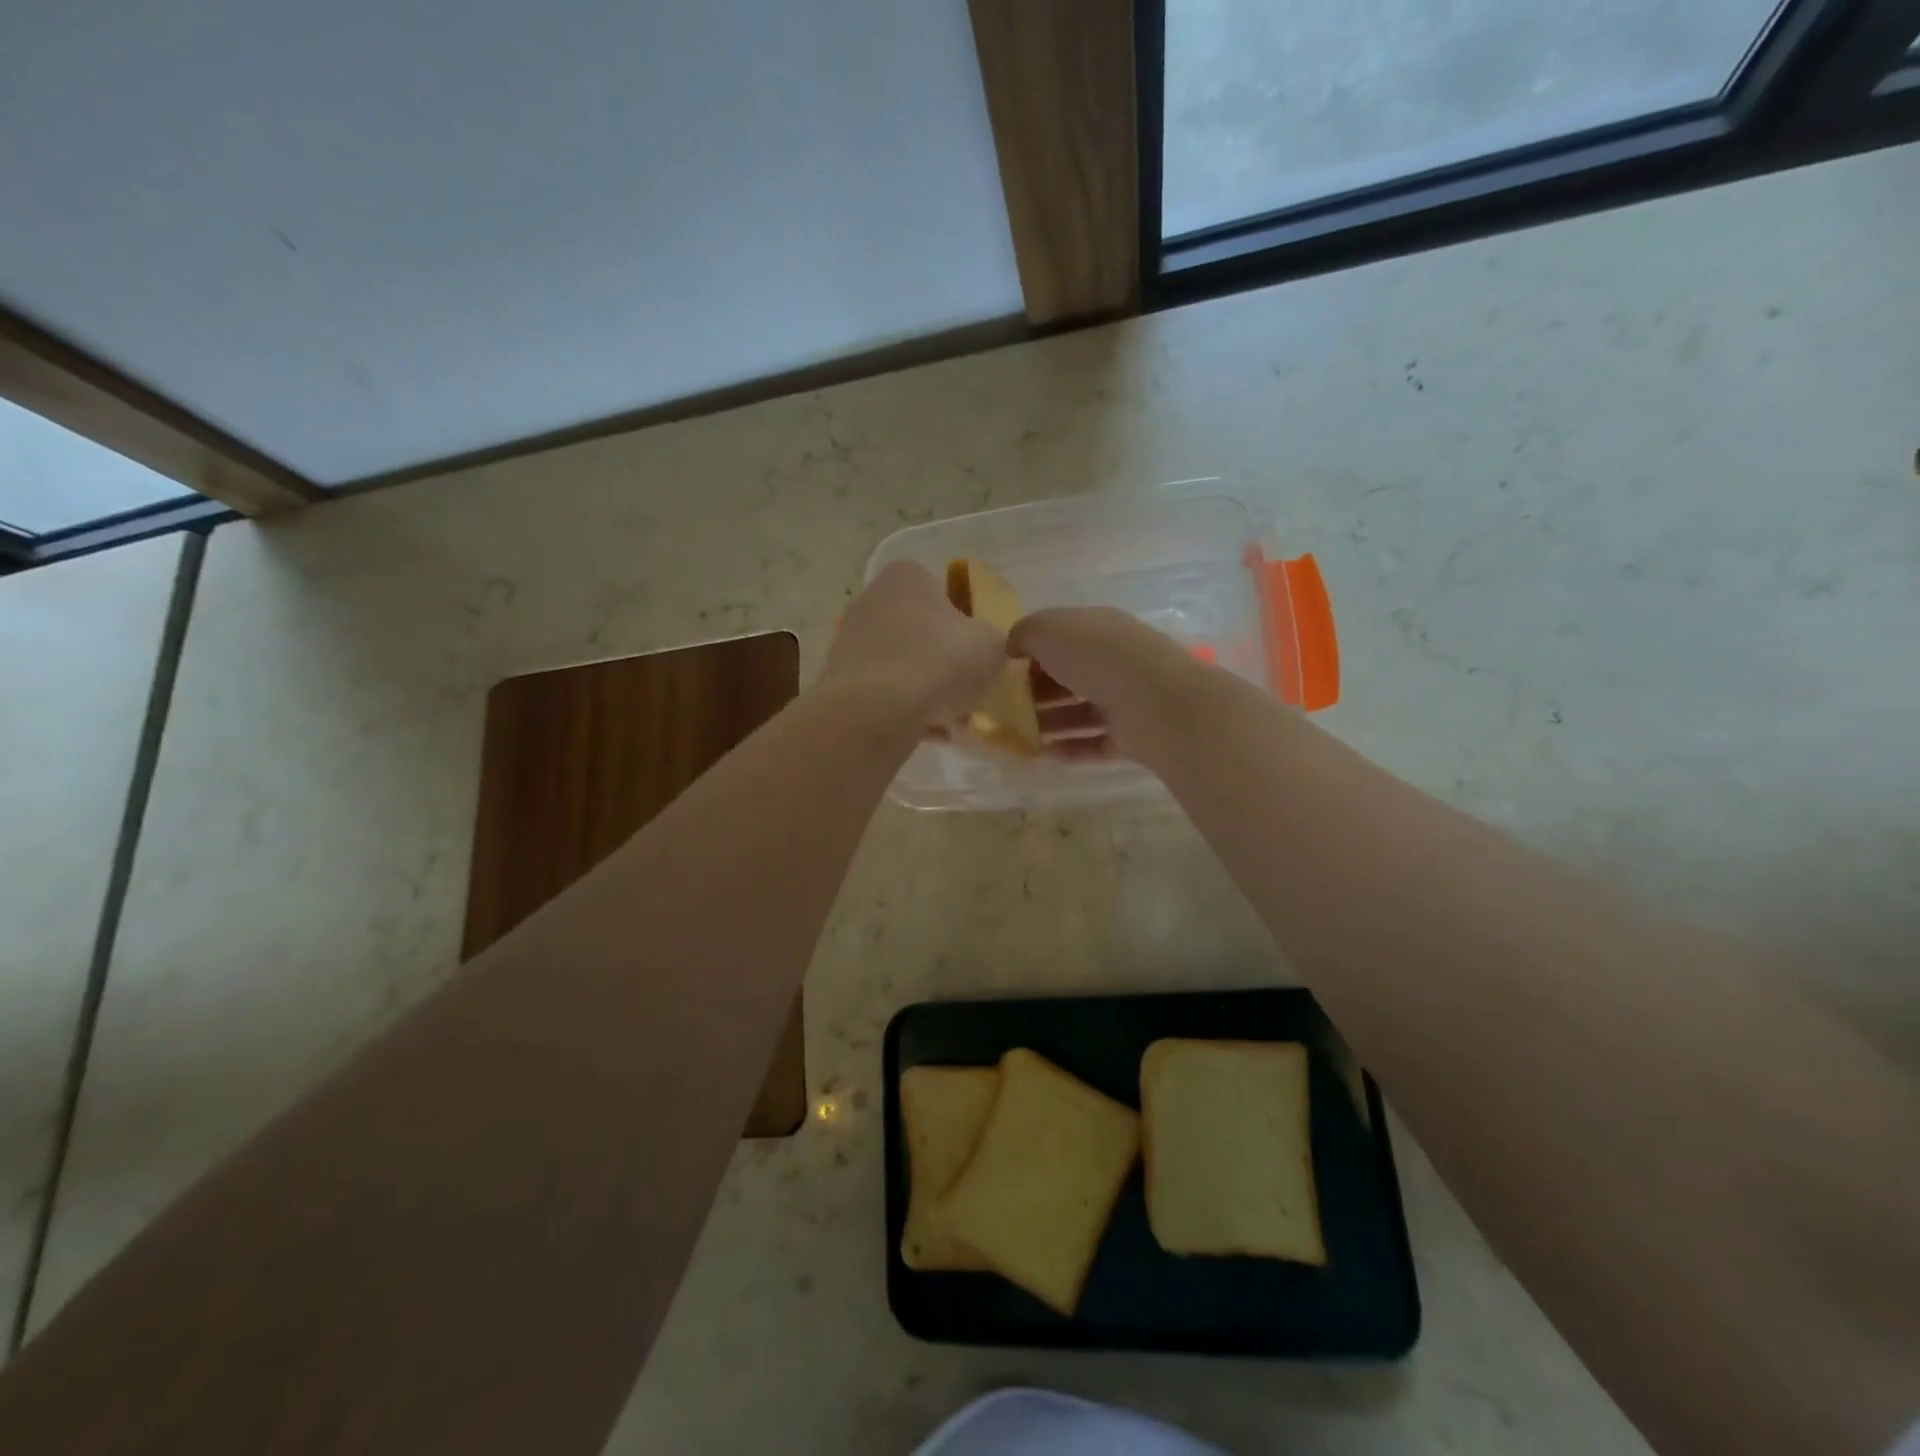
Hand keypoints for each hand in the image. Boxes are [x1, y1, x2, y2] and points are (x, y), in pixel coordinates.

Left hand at [820, 563, 1005, 727]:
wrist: (874, 712)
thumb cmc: (938, 663)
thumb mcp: (991, 647)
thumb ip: (995, 641)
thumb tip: (986, 649)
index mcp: (908, 577)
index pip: (946, 594)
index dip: (967, 628)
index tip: (979, 659)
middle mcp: (872, 600)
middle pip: (923, 634)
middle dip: (946, 667)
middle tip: (968, 695)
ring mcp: (850, 641)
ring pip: (904, 668)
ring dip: (929, 694)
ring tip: (952, 725)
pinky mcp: (840, 681)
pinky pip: (884, 695)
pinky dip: (906, 712)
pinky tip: (929, 736)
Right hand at [1009, 607, 1203, 757]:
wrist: (1152, 699)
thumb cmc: (1095, 656)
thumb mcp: (1047, 630)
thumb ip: (1023, 634)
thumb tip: (1013, 647)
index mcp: (1097, 628)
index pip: (1060, 637)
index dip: (1031, 653)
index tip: (1005, 672)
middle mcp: (1113, 660)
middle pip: (1069, 676)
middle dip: (1038, 691)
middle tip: (1008, 708)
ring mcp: (1125, 698)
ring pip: (1081, 710)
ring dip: (1051, 722)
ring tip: (1021, 735)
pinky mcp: (1131, 734)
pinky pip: (1095, 742)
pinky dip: (1071, 748)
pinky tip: (1045, 755)